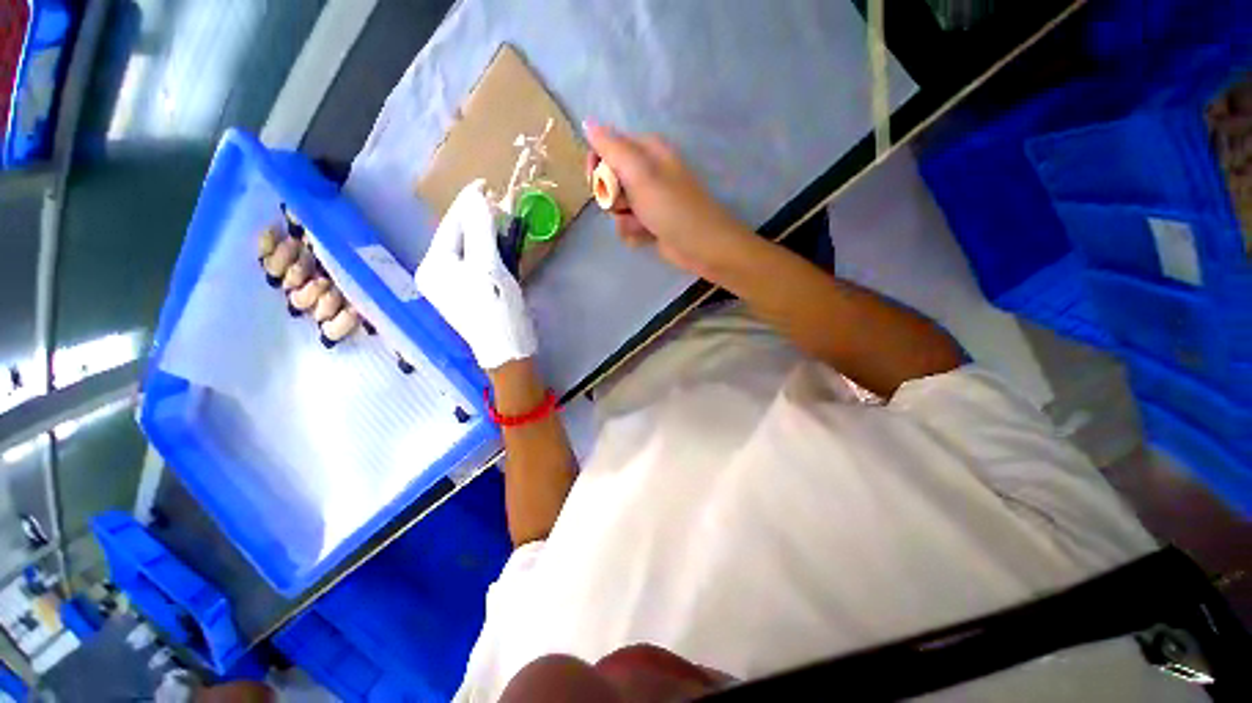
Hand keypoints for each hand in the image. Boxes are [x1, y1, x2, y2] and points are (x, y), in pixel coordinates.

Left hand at [415, 180, 536, 369]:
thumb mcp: (488, 266)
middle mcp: (434, 273)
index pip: (450, 225)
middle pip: (457, 237)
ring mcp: (449, 286)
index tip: (484, 182)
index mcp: (433, 265)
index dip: (468, 203)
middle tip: (497, 202)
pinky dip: (488, 251)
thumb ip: (480, 229)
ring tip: (499, 219)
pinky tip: (498, 245)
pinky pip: (474, 263)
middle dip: (477, 219)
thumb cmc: (496, 308)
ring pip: (467, 249)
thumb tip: (477, 196)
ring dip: (484, 234)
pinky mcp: (465, 294)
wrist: (506, 349)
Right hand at [584, 121, 755, 281]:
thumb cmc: (671, 207)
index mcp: (645, 151)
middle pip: (607, 181)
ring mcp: (647, 200)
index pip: (605, 148)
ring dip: (624, 219)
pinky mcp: (648, 223)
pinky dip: (633, 233)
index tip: (598, 181)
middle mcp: (645, 172)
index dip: (597, 165)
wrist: (699, 246)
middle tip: (627, 204)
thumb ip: (611, 148)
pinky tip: (647, 236)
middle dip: (612, 197)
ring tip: (642, 223)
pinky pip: (625, 226)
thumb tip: (588, 122)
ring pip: (615, 208)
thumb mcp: (639, 173)